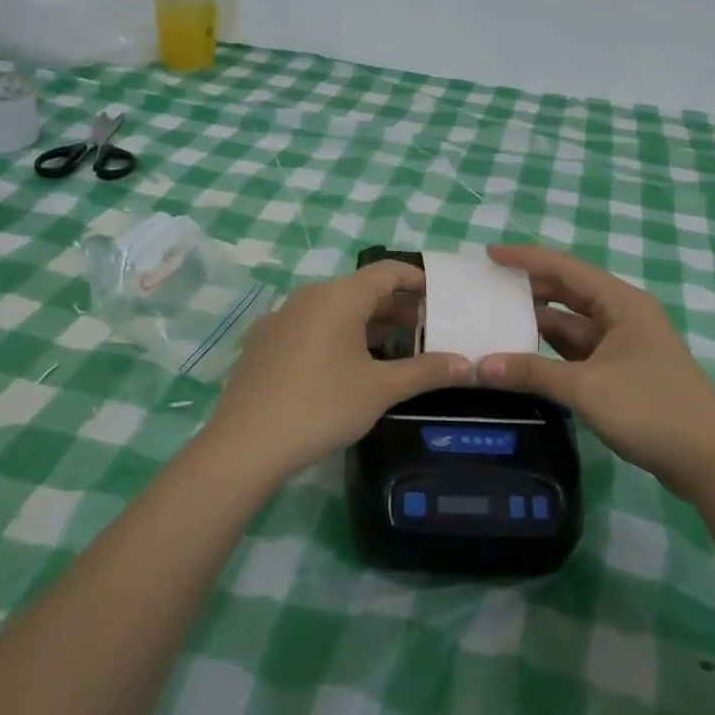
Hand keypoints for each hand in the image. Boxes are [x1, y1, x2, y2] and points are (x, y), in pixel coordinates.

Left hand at [207, 260, 470, 480]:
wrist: (245, 443)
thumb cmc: (322, 406)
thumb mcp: (380, 390)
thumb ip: (425, 371)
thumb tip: (468, 365)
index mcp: (339, 296)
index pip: (387, 271)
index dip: (416, 280)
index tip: (439, 297)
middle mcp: (309, 296)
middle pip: (360, 289)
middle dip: (394, 307)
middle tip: (423, 331)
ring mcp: (281, 317)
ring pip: (333, 309)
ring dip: (365, 323)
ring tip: (391, 351)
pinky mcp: (263, 341)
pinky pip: (310, 325)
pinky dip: (335, 335)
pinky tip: (343, 367)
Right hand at [477, 245, 714, 495]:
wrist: (711, 462)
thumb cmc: (652, 409)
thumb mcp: (587, 388)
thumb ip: (532, 373)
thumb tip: (479, 366)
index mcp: (621, 303)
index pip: (565, 268)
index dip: (526, 258)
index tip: (489, 255)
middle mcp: (622, 316)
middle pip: (568, 292)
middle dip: (528, 290)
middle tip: (486, 290)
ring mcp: (624, 345)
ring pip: (571, 325)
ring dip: (537, 324)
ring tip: (495, 322)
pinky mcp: (622, 373)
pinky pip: (578, 352)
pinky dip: (550, 353)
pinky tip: (523, 359)